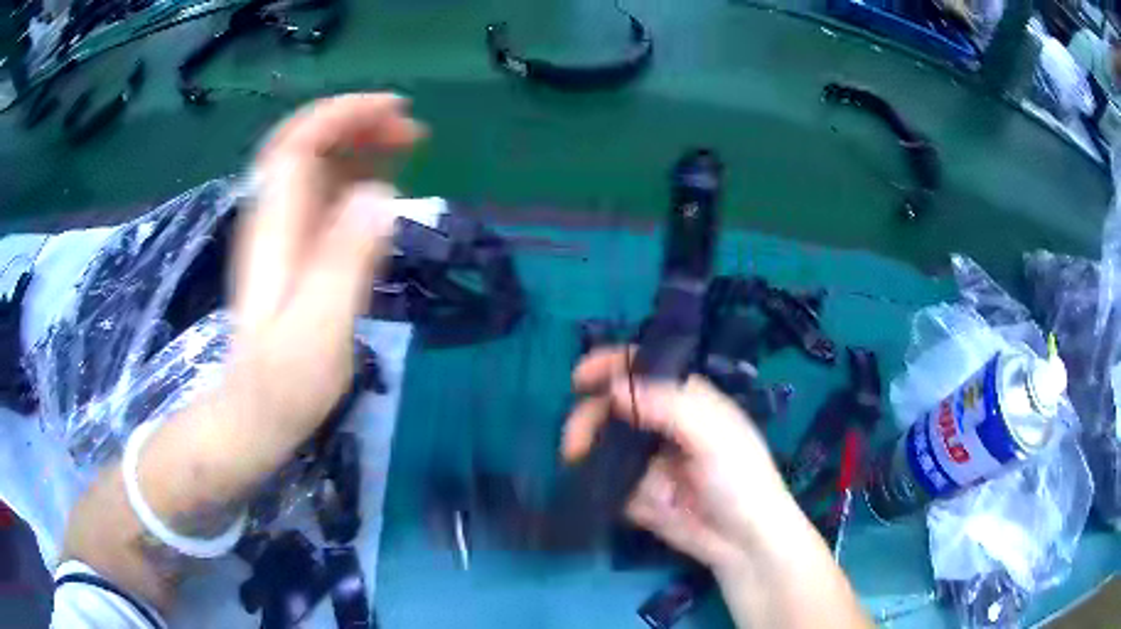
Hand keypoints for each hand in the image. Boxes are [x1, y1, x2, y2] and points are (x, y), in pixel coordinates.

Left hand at [229, 94, 423, 432]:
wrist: (255, 416)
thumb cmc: (284, 383)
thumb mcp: (319, 329)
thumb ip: (345, 261)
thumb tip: (382, 195)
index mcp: (275, 229)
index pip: (297, 143)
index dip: (341, 114)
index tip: (394, 110)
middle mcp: (274, 219)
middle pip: (305, 144)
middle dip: (356, 123)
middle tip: (411, 130)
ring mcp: (282, 234)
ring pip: (315, 166)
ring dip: (358, 145)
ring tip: (407, 145)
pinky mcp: (293, 252)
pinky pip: (322, 196)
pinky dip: (354, 178)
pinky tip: (383, 188)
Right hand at [562, 348, 794, 575]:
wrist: (743, 542)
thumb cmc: (740, 479)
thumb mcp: (712, 436)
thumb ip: (667, 407)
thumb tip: (613, 388)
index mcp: (687, 401)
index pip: (645, 369)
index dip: (612, 366)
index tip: (579, 379)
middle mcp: (665, 425)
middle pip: (616, 406)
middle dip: (590, 417)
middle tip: (573, 442)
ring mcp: (651, 460)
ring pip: (607, 443)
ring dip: (588, 449)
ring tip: (576, 463)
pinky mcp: (640, 492)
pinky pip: (611, 480)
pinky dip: (601, 483)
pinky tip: (601, 491)